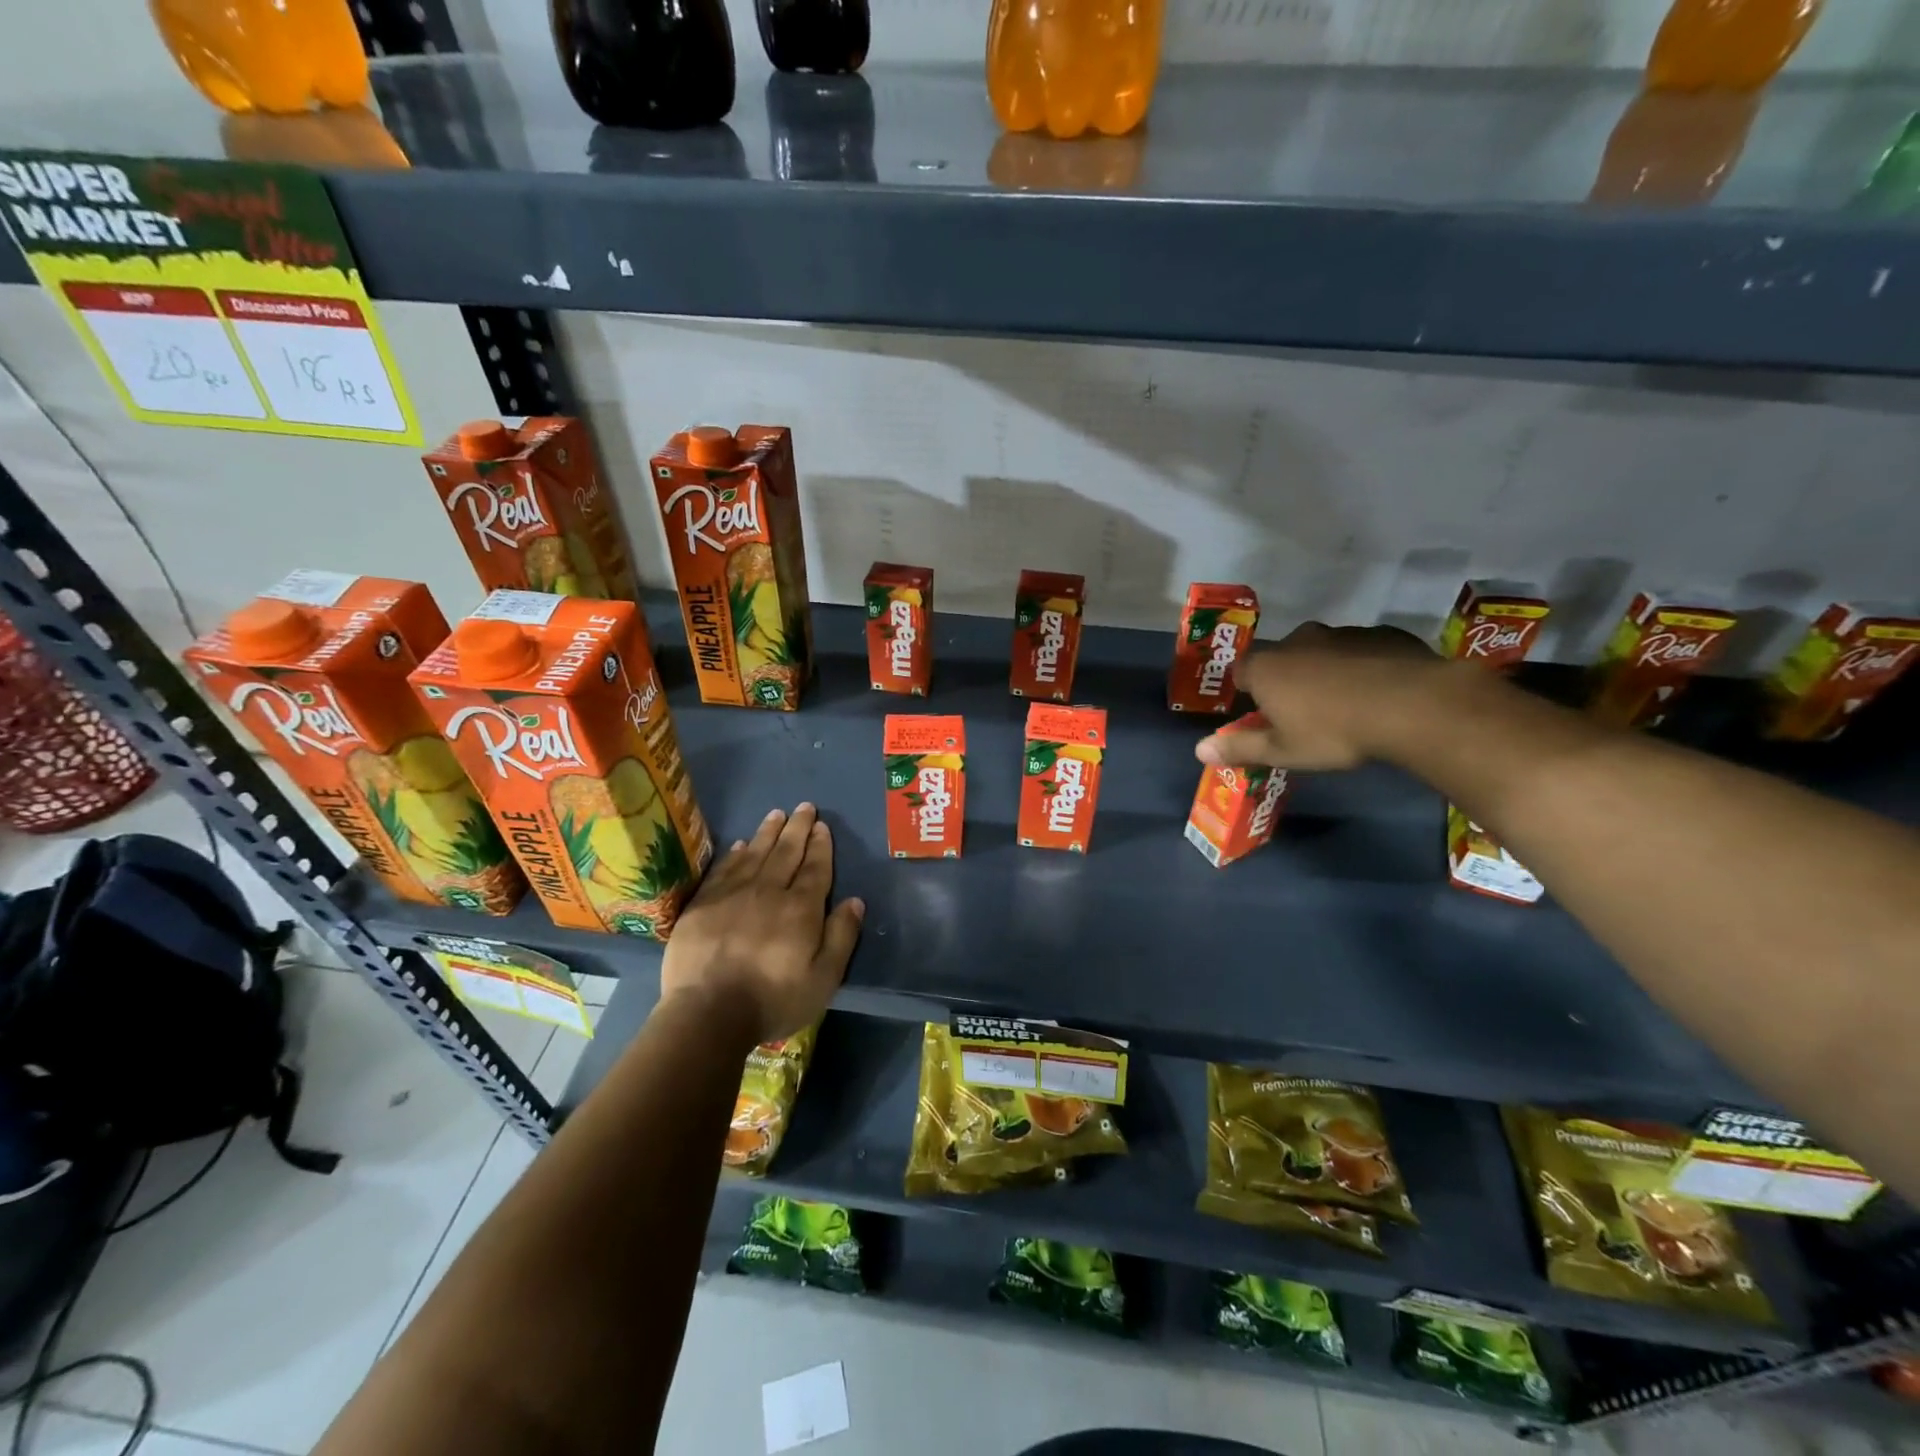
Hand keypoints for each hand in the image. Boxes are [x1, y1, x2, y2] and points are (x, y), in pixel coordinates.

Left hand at [660, 803, 863, 1045]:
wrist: (708, 1013)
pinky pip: (723, 869)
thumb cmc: (773, 999)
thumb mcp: (823, 978)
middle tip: (804, 807)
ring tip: (777, 814)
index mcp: (801, 908)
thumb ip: (841, 936)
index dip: (820, 845)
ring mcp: (732, 895)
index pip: (815, 867)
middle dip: (798, 828)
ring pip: (754, 853)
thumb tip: (855, 901)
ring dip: (768, 832)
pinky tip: (739, 844)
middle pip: (786, 852)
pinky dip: (734, 854)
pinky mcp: (703, 904)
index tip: (822, 825)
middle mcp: (768, 891)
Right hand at [1196, 622, 1439, 771]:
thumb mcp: (1282, 751)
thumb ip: (1239, 747)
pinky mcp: (1381, 634)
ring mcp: (1341, 633)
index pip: (1240, 671)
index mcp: (1266, 668)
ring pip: (1322, 651)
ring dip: (1326, 670)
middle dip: (1287, 678)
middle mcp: (1298, 641)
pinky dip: (1362, 665)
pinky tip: (1378, 690)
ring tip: (1345, 702)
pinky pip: (1361, 650)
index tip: (1260, 710)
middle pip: (1282, 658)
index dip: (1247, 690)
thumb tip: (1199, 750)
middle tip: (1303, 711)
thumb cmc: (1334, 732)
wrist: (1412, 706)